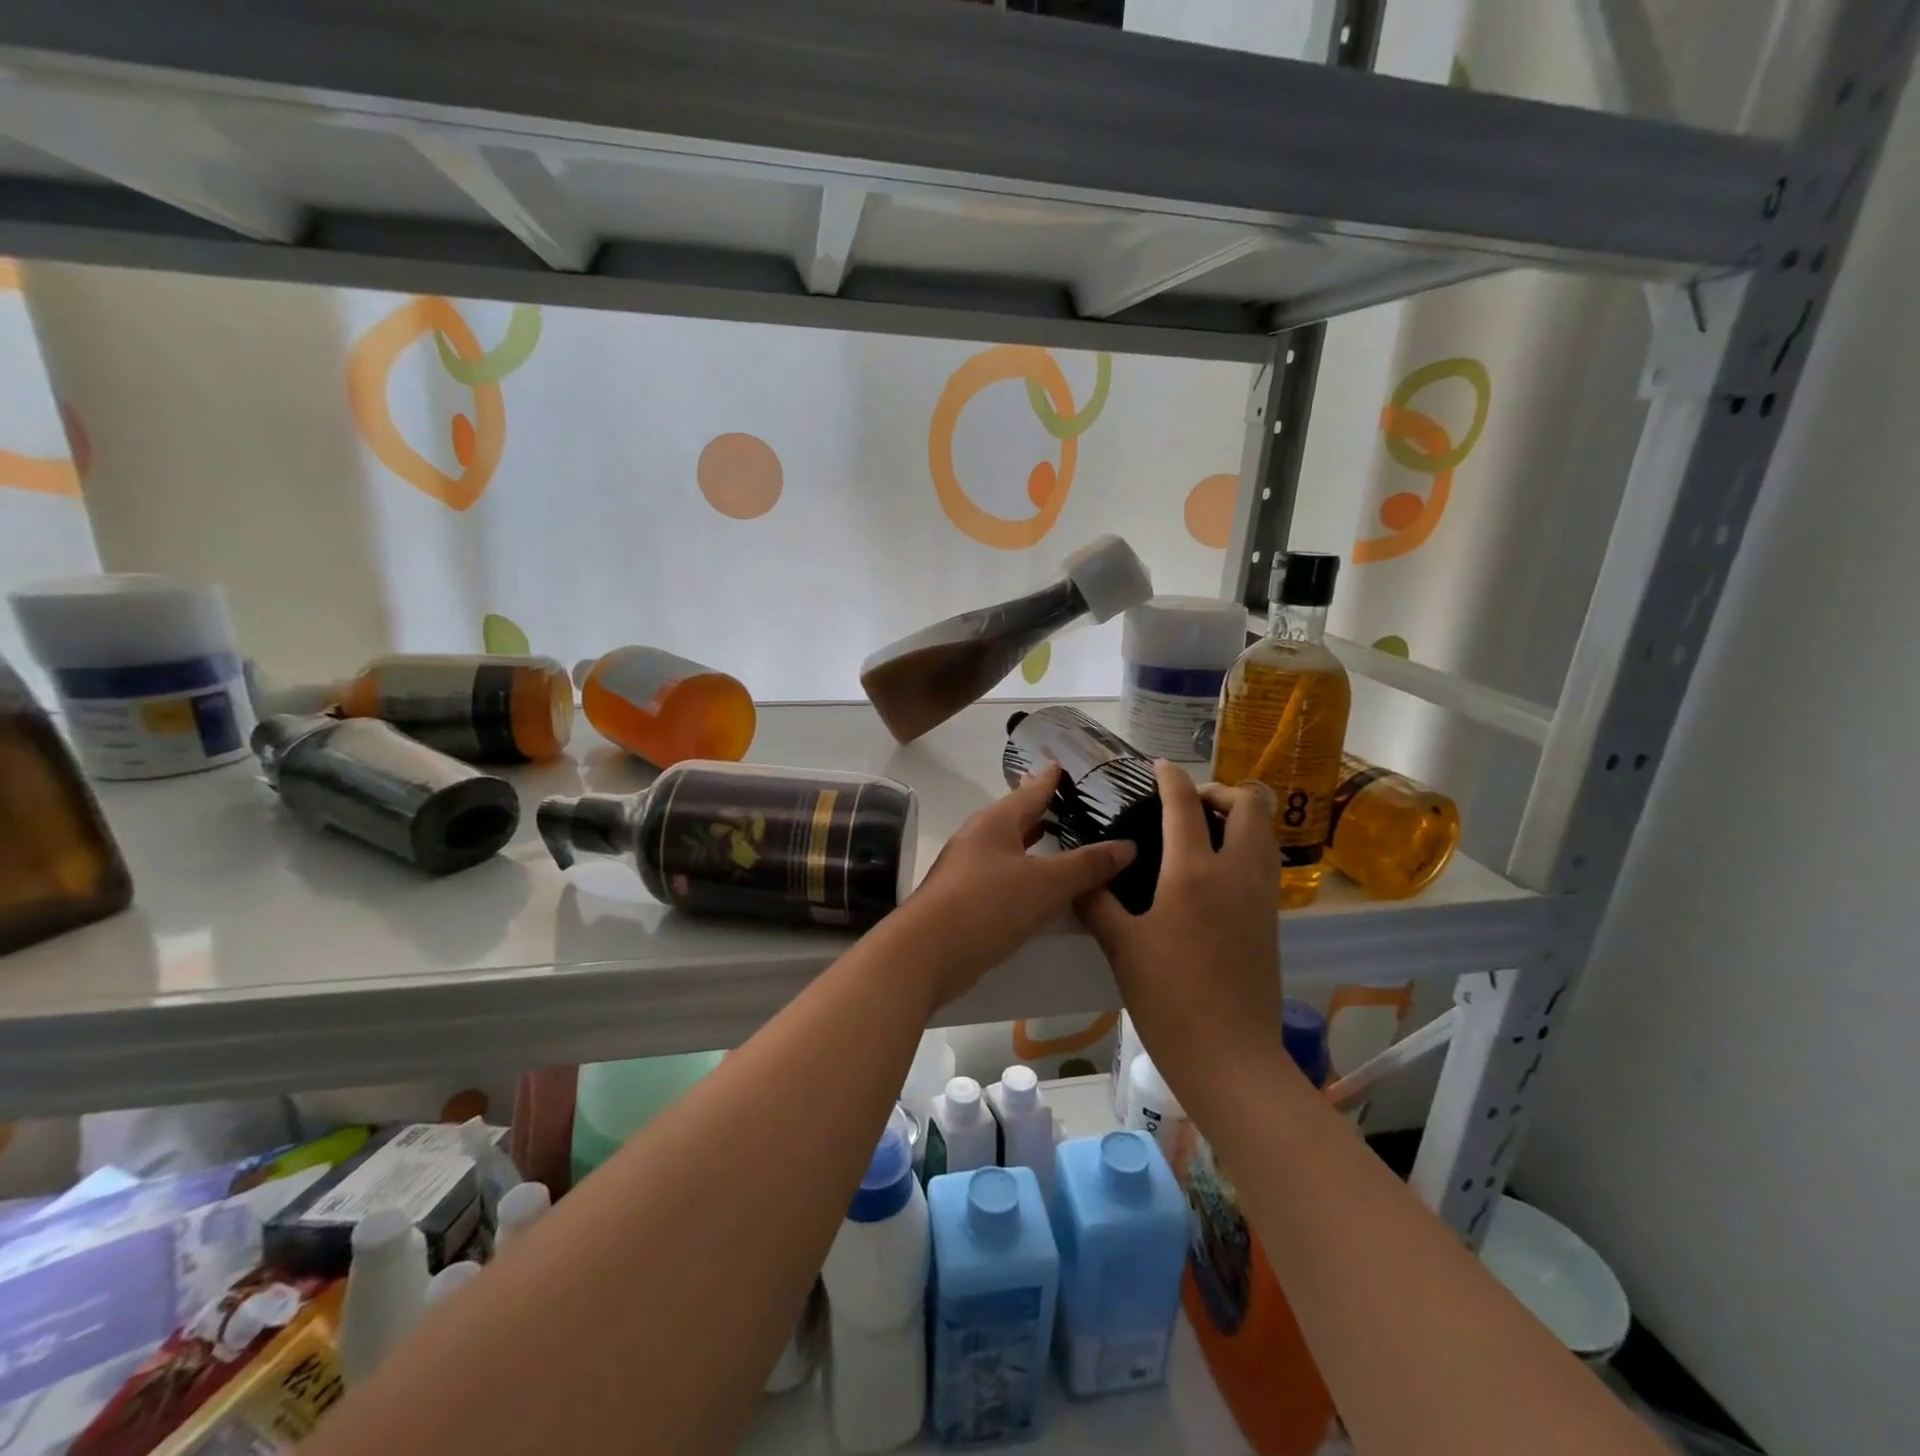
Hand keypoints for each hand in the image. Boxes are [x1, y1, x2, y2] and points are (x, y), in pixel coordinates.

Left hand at [897, 764, 1135, 1008]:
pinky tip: (1042, 887)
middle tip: (1075, 804)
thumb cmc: (987, 905)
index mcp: (996, 822)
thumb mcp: (1046, 884)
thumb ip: (1087, 865)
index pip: (1031, 790)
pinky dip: (1026, 873)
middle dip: (1043, 810)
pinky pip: (1004, 876)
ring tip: (1063, 839)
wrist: (926, 954)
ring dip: (1034, 844)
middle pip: (1017, 816)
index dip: (1051, 779)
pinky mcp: (966, 899)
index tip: (1067, 765)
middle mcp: (979, 838)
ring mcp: (969, 869)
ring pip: (1010, 848)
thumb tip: (1128, 846)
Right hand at [1077, 763, 1286, 1105]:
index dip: (1170, 778)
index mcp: (1193, 874)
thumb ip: (1096, 903)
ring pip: (1265, 832)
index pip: (1184, 805)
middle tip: (1186, 804)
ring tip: (1200, 831)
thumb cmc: (1168, 999)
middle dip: (1220, 790)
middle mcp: (1236, 874)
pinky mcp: (1271, 920)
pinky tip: (1212, 871)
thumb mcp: (1120, 947)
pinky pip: (1265, 861)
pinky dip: (1245, 846)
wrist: (1230, 1057)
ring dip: (1238, 816)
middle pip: (1251, 804)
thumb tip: (1079, 876)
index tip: (1157, 767)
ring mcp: (1260, 897)